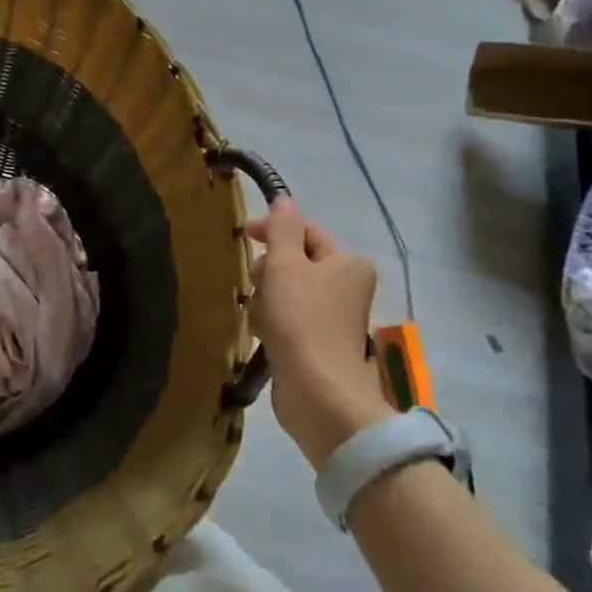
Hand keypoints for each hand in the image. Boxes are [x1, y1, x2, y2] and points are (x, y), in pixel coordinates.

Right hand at [246, 197, 393, 467]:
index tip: (242, 235)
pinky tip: (262, 334)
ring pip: (287, 291)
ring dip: (266, 298)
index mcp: (349, 262)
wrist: (318, 391)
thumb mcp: (286, 264)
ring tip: (259, 315)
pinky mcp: (319, 344)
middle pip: (295, 262)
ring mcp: (334, 318)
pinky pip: (288, 319)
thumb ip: (282, 228)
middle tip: (256, 282)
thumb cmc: (302, 319)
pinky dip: (272, 322)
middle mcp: (348, 286)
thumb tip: (283, 200)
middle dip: (269, 269)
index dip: (273, 229)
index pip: (306, 231)